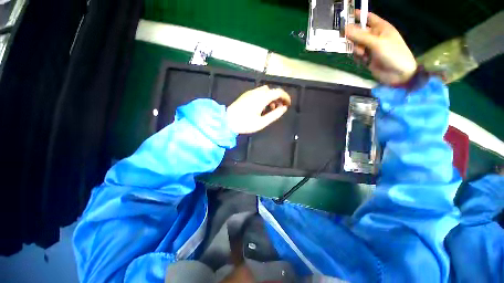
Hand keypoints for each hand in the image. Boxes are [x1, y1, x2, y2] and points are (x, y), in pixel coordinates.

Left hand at [227, 85, 290, 133]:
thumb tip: (284, 108)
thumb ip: (274, 115)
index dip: (286, 97)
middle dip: (278, 98)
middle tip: (279, 108)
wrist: (227, 121)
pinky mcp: (246, 95)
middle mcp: (257, 92)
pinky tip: (261, 107)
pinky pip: (258, 93)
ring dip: (271, 98)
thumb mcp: (262, 122)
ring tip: (270, 109)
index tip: (288, 104)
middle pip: (272, 90)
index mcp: (262, 98)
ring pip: (265, 91)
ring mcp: (250, 93)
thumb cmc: (245, 123)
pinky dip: (264, 97)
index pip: (278, 92)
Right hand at [346, 10, 416, 84]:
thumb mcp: (377, 43)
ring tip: (363, 55)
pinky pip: (358, 56)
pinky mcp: (368, 58)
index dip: (358, 16)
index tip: (346, 16)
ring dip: (357, 50)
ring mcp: (371, 48)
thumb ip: (360, 36)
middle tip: (351, 43)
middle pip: (359, 33)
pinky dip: (358, 58)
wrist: (398, 74)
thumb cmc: (393, 54)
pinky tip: (364, 61)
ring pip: (356, 46)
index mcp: (381, 28)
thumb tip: (345, 29)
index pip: (368, 18)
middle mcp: (375, 36)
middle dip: (354, 38)